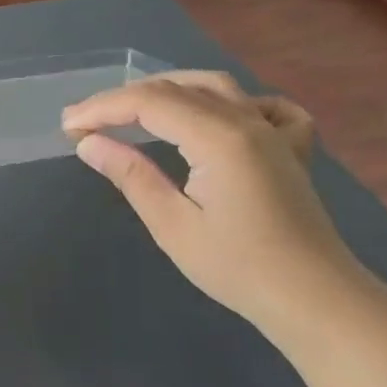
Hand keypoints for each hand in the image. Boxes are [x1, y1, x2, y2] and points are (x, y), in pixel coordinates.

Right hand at [63, 71, 366, 333]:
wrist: (317, 301)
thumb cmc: (239, 268)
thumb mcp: (173, 225)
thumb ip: (131, 175)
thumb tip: (89, 143)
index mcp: (218, 137)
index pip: (148, 103)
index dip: (102, 108)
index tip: (68, 126)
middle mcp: (247, 121)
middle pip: (176, 88)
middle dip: (124, 99)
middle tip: (86, 121)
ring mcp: (275, 131)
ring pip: (215, 86)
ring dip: (168, 89)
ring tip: (133, 108)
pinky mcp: (291, 148)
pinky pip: (264, 106)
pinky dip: (235, 101)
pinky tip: (222, 115)